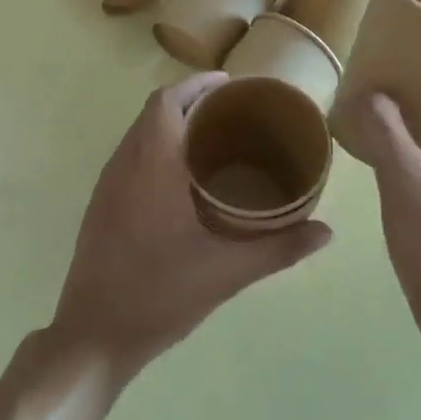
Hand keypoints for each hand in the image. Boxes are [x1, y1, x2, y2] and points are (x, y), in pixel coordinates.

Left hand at [49, 74, 332, 383]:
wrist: (94, 335)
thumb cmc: (159, 296)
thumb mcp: (226, 273)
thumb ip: (278, 249)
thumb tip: (326, 231)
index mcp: (150, 166)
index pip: (167, 102)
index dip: (197, 85)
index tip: (231, 85)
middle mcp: (123, 166)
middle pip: (153, 113)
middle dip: (190, 102)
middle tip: (233, 113)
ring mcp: (106, 187)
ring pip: (138, 136)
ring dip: (171, 126)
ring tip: (214, 140)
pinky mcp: (100, 207)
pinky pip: (130, 159)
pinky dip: (156, 150)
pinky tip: (184, 180)